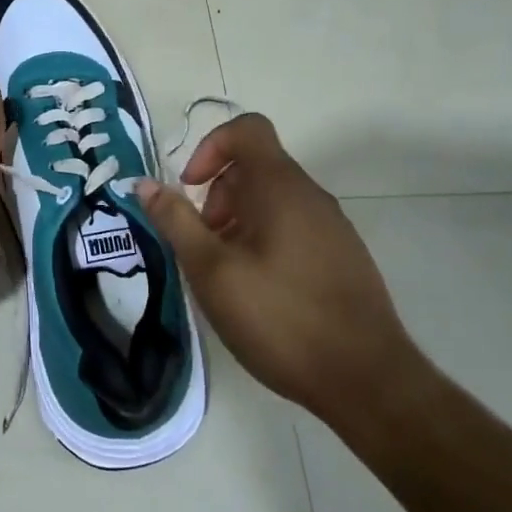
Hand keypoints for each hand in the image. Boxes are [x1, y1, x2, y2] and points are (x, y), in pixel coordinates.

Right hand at [135, 113, 413, 427]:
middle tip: (203, 244)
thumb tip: (144, 183)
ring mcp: (332, 226)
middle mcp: (310, 196)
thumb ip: (175, 221)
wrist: (367, 381)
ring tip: (225, 273)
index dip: (210, 147)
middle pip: (255, 167)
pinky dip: (264, 241)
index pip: (246, 129)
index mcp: (280, 187)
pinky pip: (293, 227)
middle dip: (218, 195)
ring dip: (238, 222)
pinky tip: (257, 291)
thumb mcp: (212, 270)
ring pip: (272, 200)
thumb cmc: (280, 318)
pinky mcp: (341, 256)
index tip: (192, 190)